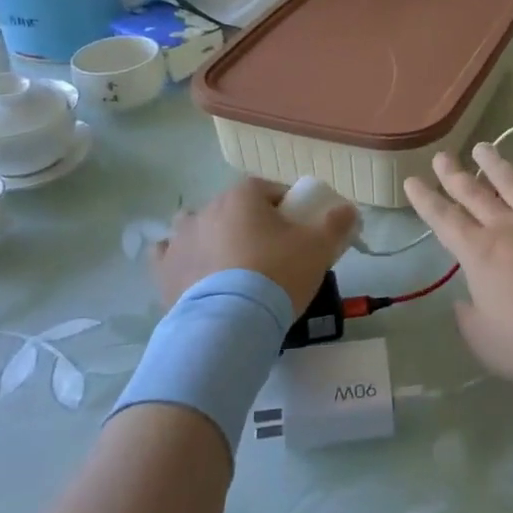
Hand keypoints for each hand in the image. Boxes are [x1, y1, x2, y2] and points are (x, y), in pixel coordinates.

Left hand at [153, 177, 358, 310]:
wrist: (230, 323)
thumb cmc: (278, 274)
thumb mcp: (319, 247)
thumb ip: (337, 222)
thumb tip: (349, 209)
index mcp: (243, 196)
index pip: (268, 189)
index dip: (285, 207)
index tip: (297, 230)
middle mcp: (206, 208)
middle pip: (233, 208)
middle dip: (249, 223)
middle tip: (269, 253)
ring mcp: (180, 238)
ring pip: (197, 227)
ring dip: (211, 237)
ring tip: (231, 267)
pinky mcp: (163, 270)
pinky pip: (169, 255)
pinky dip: (182, 260)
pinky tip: (196, 275)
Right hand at [404, 144, 512, 389]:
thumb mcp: (487, 343)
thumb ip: (470, 319)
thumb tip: (464, 301)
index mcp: (479, 254)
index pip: (444, 220)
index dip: (425, 200)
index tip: (412, 180)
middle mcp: (508, 227)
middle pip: (475, 194)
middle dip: (454, 174)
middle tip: (442, 155)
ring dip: (496, 164)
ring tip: (483, 147)